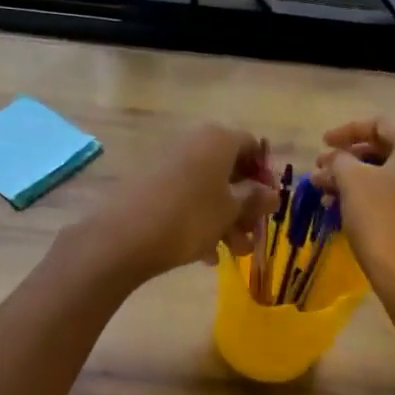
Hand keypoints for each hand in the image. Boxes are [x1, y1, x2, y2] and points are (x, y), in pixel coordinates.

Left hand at [78, 123, 277, 283]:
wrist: (123, 237)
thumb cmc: (189, 217)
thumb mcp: (231, 210)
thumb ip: (255, 199)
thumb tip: (272, 193)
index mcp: (216, 139)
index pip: (252, 146)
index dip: (265, 175)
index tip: (270, 205)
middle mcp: (192, 143)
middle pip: (230, 170)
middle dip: (245, 205)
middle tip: (253, 236)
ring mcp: (168, 162)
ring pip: (208, 188)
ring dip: (225, 219)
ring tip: (233, 253)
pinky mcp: (150, 184)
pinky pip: (185, 198)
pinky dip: (200, 221)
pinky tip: (205, 255)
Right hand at [313, 117, 394, 303]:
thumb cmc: (384, 222)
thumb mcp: (352, 182)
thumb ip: (339, 160)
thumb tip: (334, 158)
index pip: (379, 123)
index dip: (345, 131)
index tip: (321, 144)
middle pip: (387, 148)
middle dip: (349, 159)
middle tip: (320, 172)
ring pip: (394, 174)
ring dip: (358, 180)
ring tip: (326, 194)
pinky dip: (377, 196)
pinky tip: (350, 211)